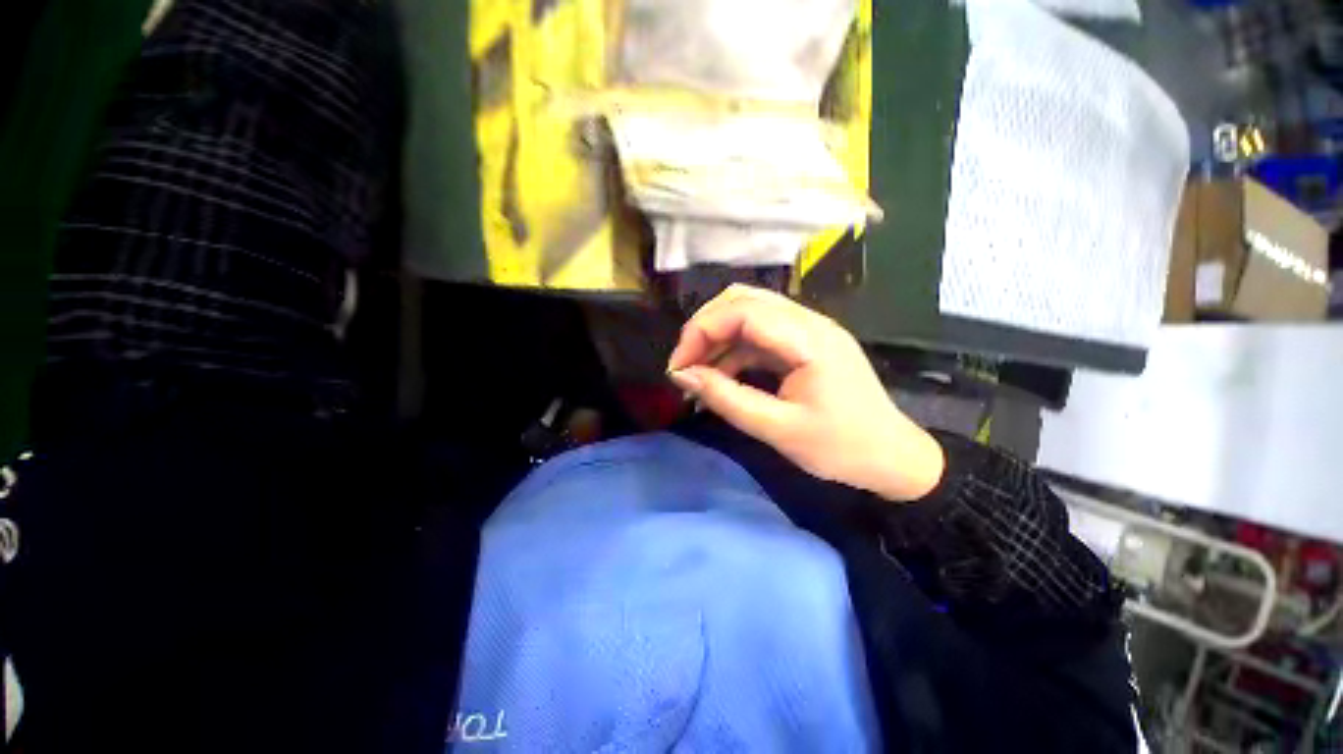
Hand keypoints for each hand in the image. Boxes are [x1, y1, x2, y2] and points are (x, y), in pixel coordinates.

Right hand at [667, 285, 944, 501]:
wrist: (893, 459)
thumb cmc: (840, 448)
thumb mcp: (777, 429)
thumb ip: (726, 398)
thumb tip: (682, 375)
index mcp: (808, 339)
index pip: (741, 310)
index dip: (700, 331)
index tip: (677, 367)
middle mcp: (809, 322)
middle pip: (742, 301)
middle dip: (705, 329)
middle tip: (684, 366)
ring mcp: (809, 330)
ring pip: (748, 314)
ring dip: (717, 339)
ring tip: (697, 374)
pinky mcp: (805, 344)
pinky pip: (760, 335)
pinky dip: (734, 351)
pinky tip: (721, 376)